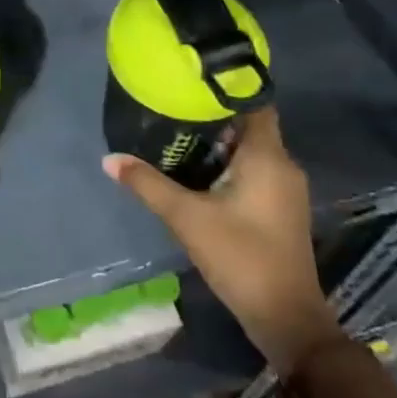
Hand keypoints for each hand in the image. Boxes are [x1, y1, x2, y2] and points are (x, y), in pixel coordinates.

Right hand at [104, 108, 341, 373]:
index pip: (254, 103)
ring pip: (250, 149)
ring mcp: (284, 189)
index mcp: (268, 156)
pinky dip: (227, 163)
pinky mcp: (280, 208)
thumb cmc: (241, 258)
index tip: (192, 77)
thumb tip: (109, 158)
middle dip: (212, 114)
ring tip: (177, 130)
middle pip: (248, 124)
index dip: (226, 87)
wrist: (287, 319)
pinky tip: (197, 169)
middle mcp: (282, 165)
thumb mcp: (187, 218)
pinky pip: (253, 169)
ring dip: (218, 141)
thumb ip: (148, 184)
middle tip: (172, 102)